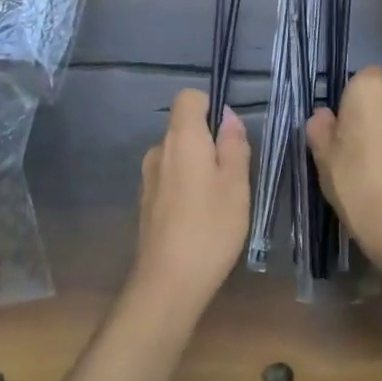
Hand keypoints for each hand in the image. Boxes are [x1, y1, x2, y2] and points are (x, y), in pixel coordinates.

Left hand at [130, 89, 250, 310]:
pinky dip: (184, 186)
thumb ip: (234, 144)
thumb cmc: (210, 228)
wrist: (167, 283)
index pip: (189, 97)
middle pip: (183, 127)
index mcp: (181, 138)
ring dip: (197, 166)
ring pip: (177, 155)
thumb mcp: (236, 184)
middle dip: (208, 141)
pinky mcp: (145, 202)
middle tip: (233, 176)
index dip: (211, 106)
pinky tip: (198, 218)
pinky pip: (169, 177)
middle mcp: (159, 150)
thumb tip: (228, 116)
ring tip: (218, 201)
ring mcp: (148, 177)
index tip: (229, 135)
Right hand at [307, 65, 381, 277]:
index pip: (362, 78)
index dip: (351, 100)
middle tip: (357, 147)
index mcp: (372, 90)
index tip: (342, 126)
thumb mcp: (322, 155)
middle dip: (375, 115)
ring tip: (379, 169)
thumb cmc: (355, 182)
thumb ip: (320, 127)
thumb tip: (325, 117)